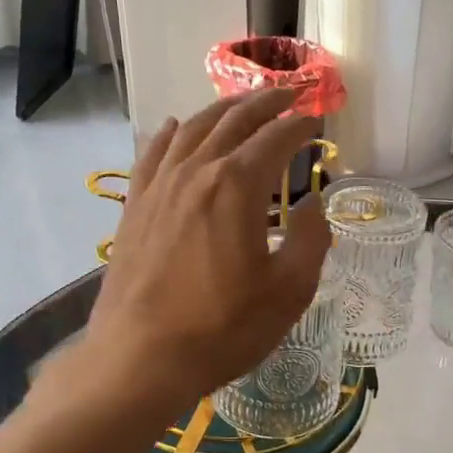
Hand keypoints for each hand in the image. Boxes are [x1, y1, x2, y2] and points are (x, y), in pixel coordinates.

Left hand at [76, 90, 330, 412]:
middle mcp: (197, 171)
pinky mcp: (135, 206)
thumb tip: (316, 206)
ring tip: (241, 104)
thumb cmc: (222, 328)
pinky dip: (169, 134)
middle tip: (289, 94)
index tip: (317, 121)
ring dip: (222, 111)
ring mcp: (160, 186)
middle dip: (266, 104)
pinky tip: (174, 127)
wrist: (140, 357)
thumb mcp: (288, 291)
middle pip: (234, 122)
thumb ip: (311, 240)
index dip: (300, 126)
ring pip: (192, 129)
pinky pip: (153, 154)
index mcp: (238, 185)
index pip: (276, 138)